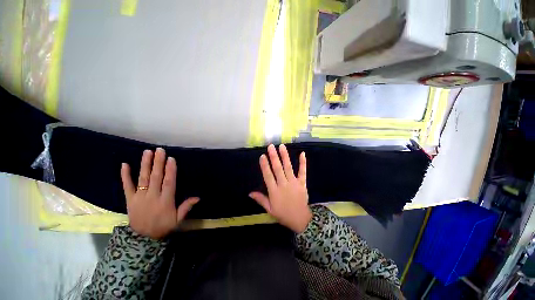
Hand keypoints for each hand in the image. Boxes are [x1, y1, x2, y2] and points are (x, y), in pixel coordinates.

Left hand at [121, 148, 198, 238]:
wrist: (143, 238)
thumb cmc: (163, 226)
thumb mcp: (178, 220)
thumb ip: (186, 207)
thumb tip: (198, 197)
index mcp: (165, 201)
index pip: (168, 183)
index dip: (170, 170)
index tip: (171, 159)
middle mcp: (152, 197)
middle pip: (156, 177)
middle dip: (158, 163)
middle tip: (159, 150)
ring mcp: (139, 197)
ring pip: (143, 178)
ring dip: (145, 165)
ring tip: (147, 152)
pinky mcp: (129, 199)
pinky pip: (126, 186)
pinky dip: (125, 176)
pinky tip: (124, 164)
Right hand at [249, 144, 311, 232]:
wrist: (300, 219)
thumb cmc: (283, 214)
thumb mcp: (270, 209)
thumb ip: (261, 199)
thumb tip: (249, 193)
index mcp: (274, 191)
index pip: (268, 176)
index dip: (265, 165)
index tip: (262, 156)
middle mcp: (283, 184)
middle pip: (277, 168)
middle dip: (273, 157)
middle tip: (271, 146)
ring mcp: (294, 183)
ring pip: (288, 167)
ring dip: (285, 156)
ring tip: (281, 146)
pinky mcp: (302, 183)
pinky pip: (303, 171)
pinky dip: (302, 163)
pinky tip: (302, 153)